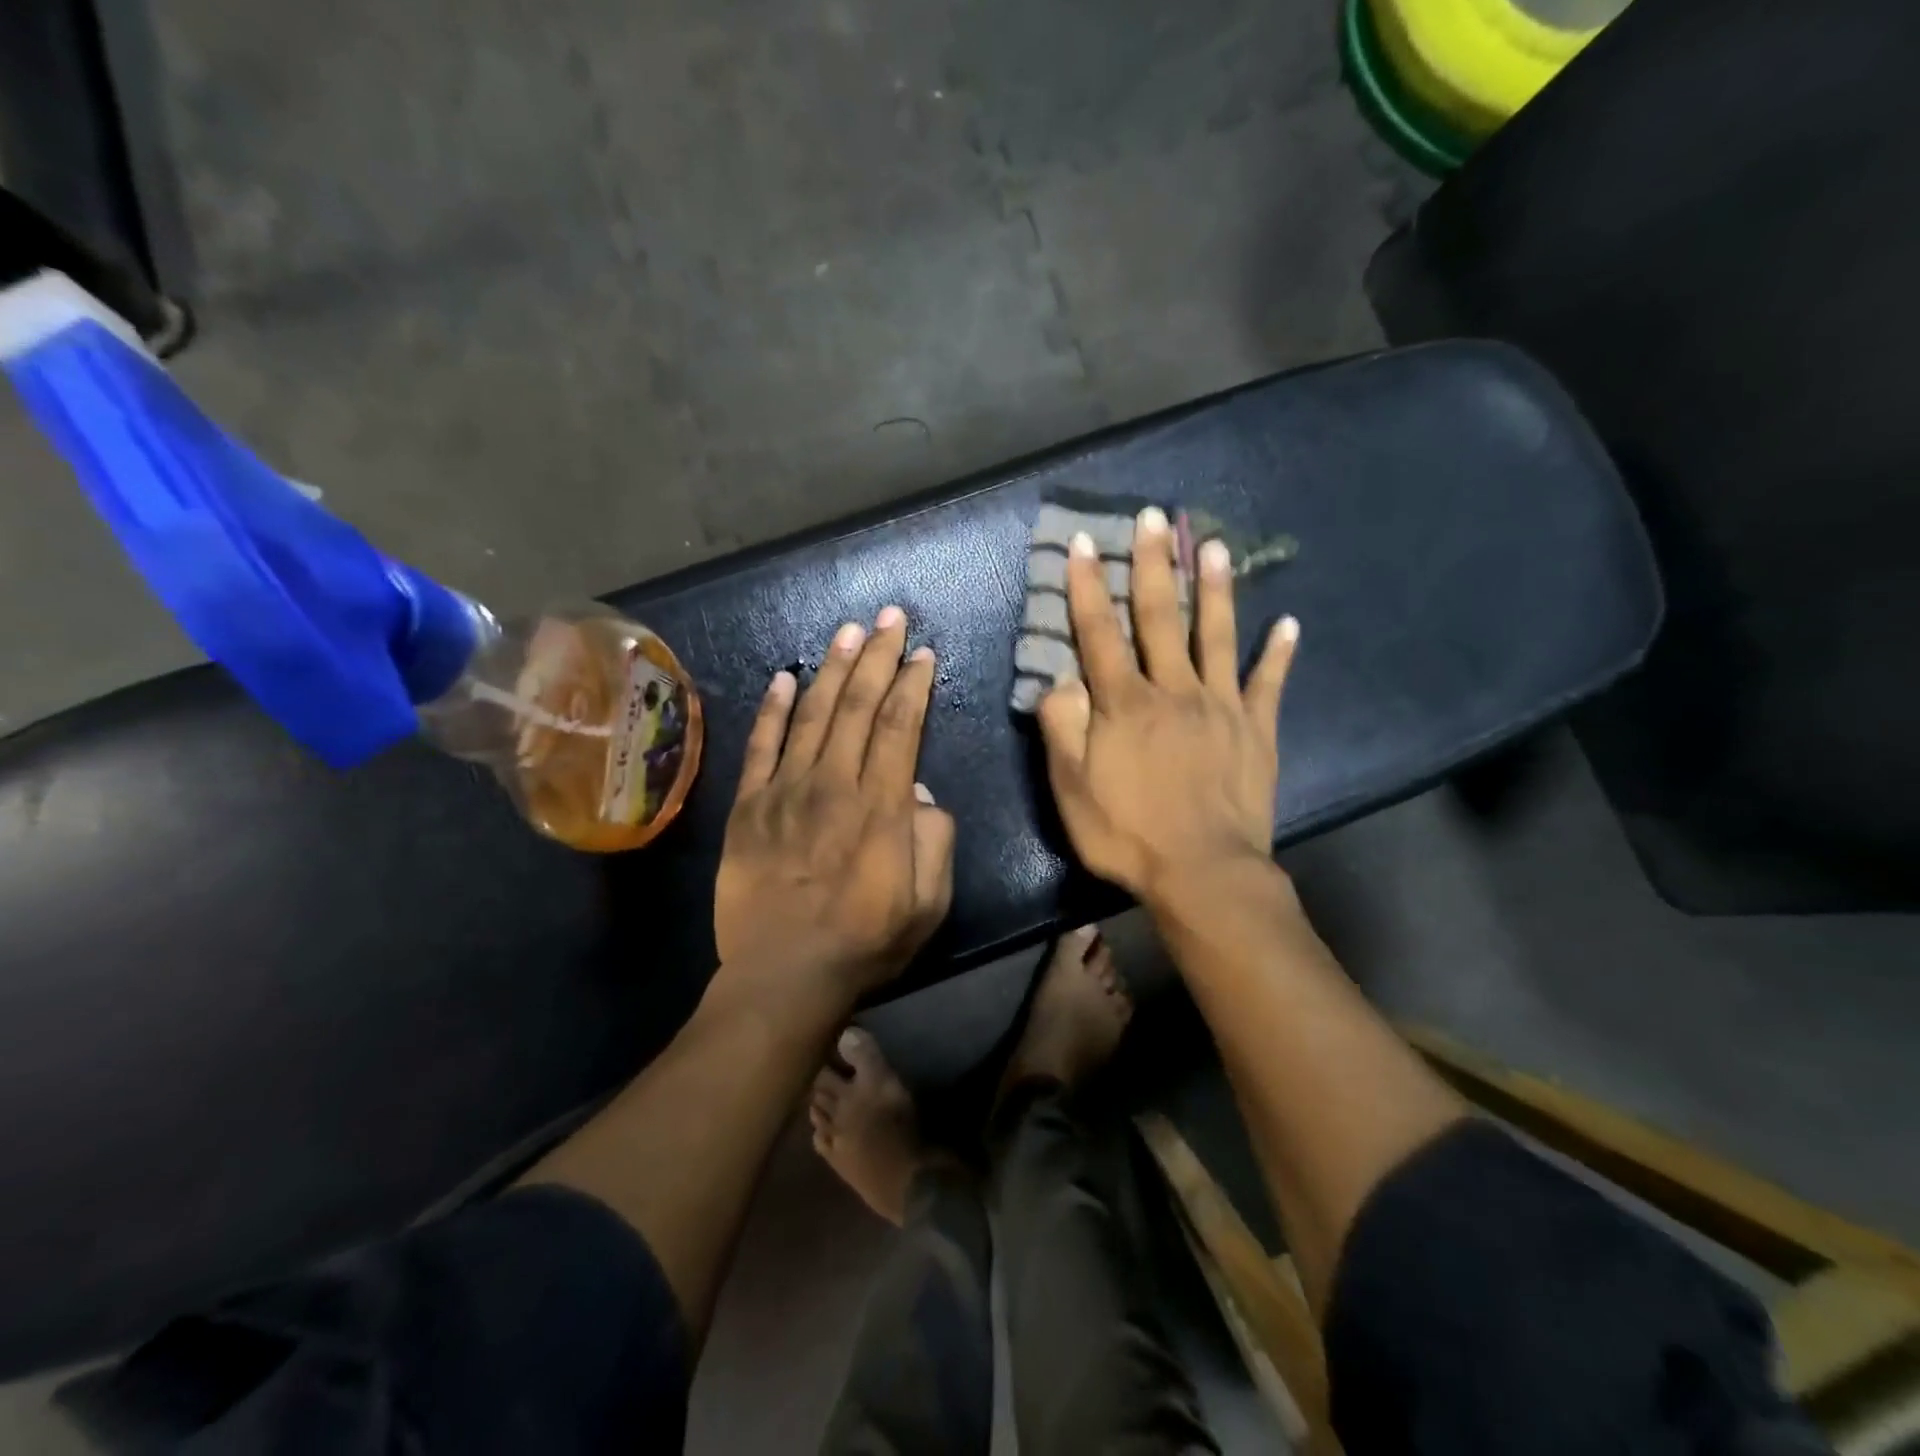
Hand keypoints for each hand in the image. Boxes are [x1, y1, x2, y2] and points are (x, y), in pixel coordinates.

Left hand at [715, 607, 955, 999]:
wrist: (783, 976)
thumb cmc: (865, 942)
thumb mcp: (929, 903)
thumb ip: (936, 841)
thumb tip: (920, 792)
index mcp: (882, 806)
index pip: (901, 726)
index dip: (912, 685)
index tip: (921, 654)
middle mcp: (834, 783)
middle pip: (859, 705)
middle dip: (878, 656)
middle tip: (889, 617)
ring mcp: (786, 791)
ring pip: (814, 713)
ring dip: (833, 668)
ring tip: (848, 630)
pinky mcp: (749, 806)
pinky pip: (761, 746)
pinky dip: (773, 708)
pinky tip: (785, 677)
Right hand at [1038, 507, 1297, 908]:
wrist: (1203, 873)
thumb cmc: (1127, 833)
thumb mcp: (1070, 788)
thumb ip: (1062, 727)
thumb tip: (1060, 680)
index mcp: (1125, 703)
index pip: (1099, 633)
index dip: (1087, 587)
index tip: (1083, 543)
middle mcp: (1174, 690)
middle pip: (1160, 617)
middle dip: (1153, 564)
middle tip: (1154, 517)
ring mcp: (1222, 706)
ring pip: (1216, 635)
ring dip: (1214, 589)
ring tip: (1214, 546)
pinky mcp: (1258, 730)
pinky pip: (1269, 684)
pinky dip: (1280, 654)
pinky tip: (1290, 625)